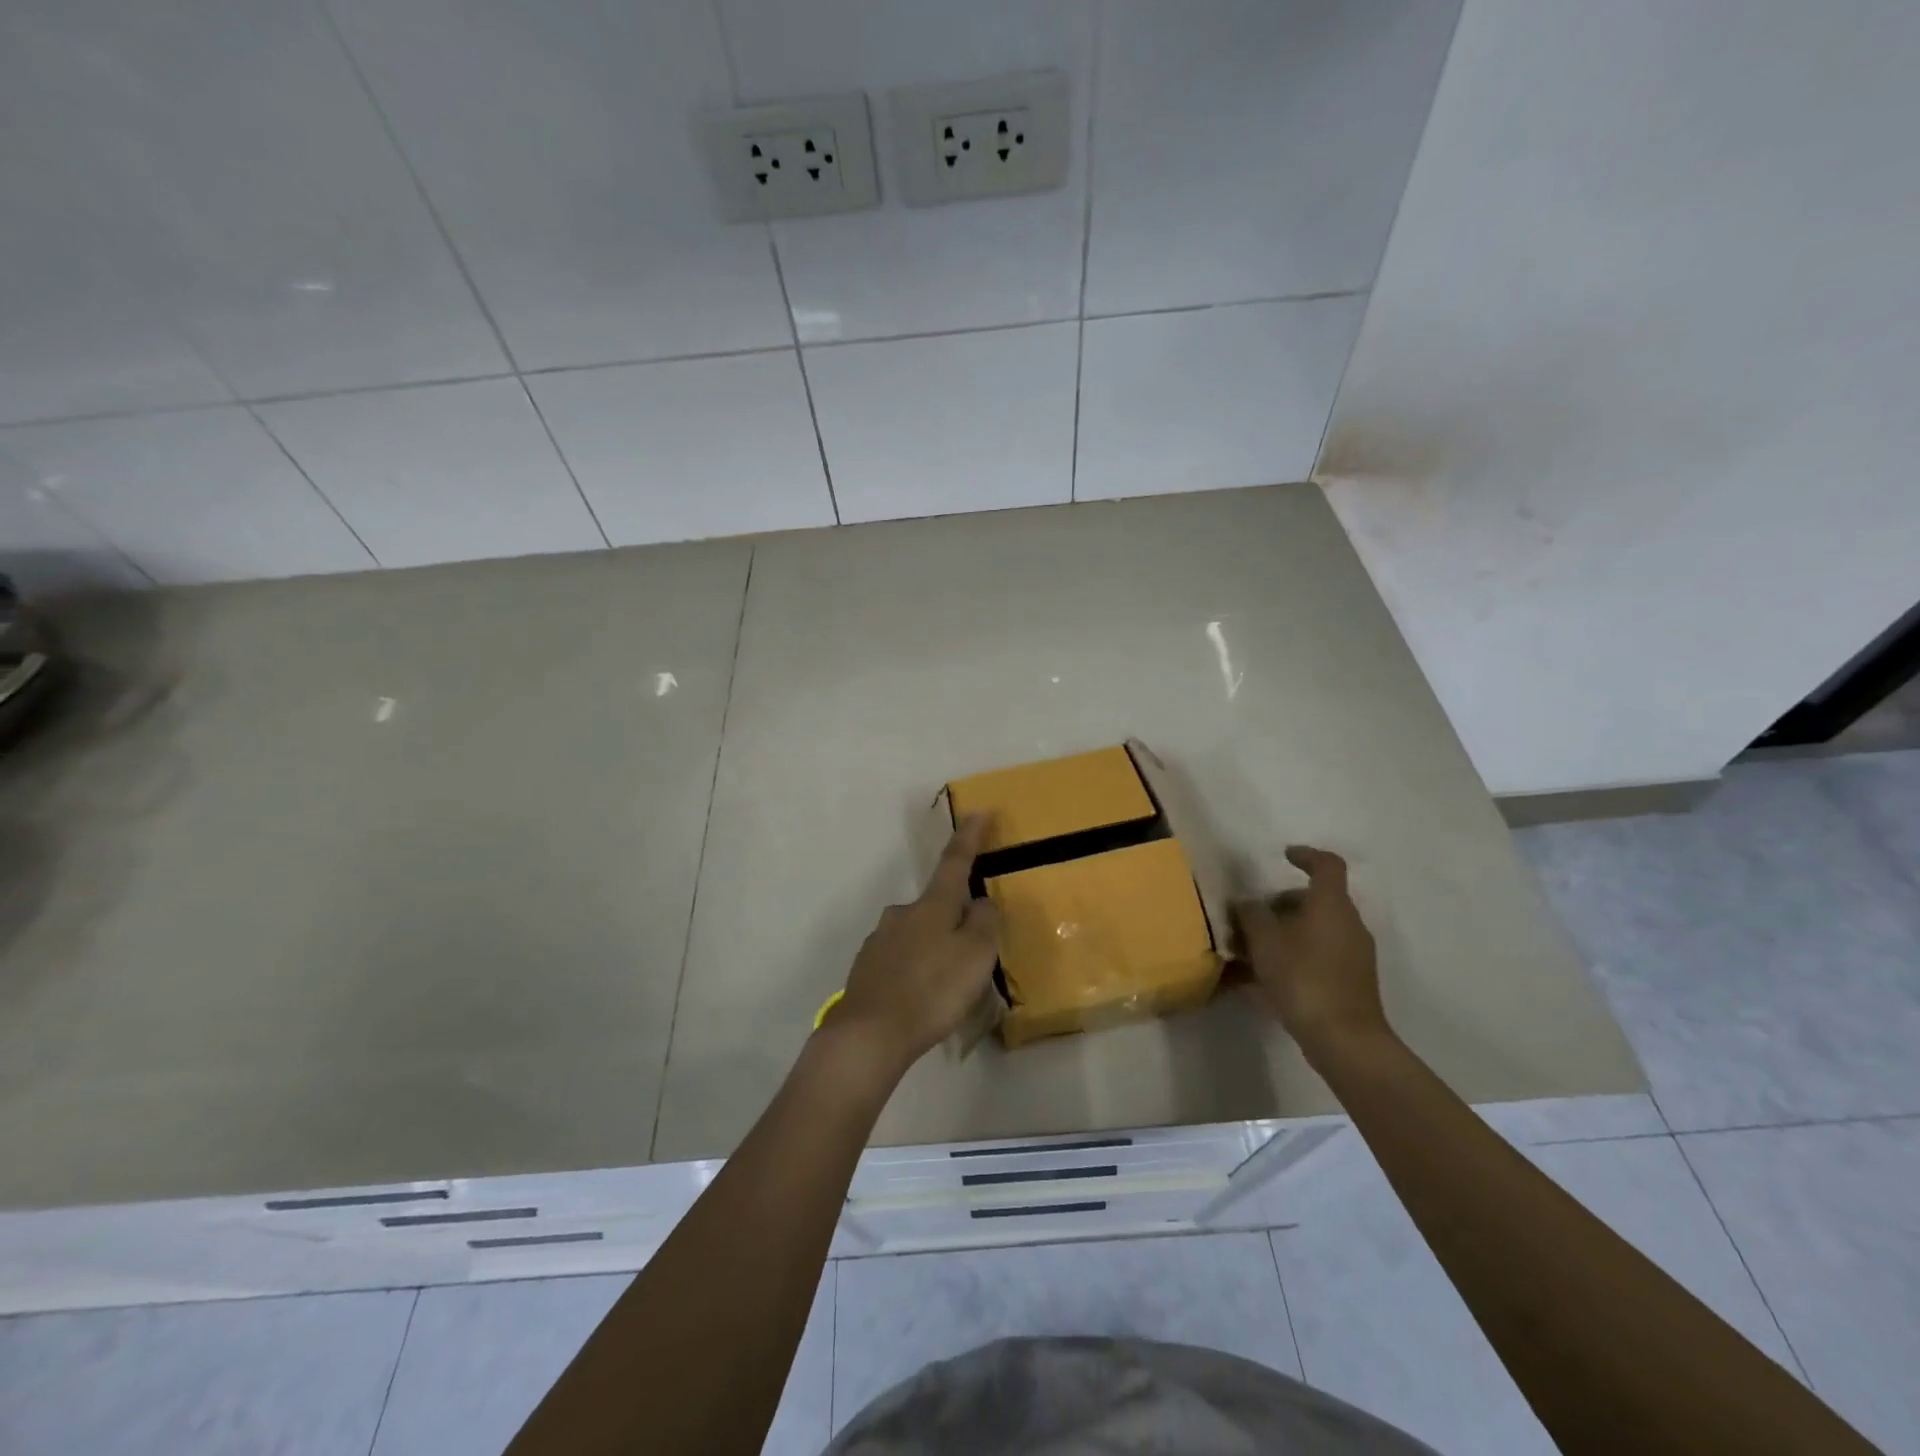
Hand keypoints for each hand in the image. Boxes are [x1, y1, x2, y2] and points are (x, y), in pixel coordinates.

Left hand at [832, 815, 1000, 1075]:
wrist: (869, 1034)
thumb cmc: (931, 990)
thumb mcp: (975, 956)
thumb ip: (983, 923)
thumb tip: (979, 902)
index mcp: (932, 905)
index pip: (955, 862)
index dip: (969, 838)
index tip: (978, 811)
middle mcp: (902, 914)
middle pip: (935, 906)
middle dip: (953, 920)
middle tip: (970, 954)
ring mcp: (879, 940)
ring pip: (917, 935)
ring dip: (933, 949)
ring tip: (946, 987)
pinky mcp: (866, 968)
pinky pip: (900, 961)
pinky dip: (914, 971)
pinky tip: (919, 999)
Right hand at [1233, 845, 1390, 1063]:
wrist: (1345, 1040)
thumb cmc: (1303, 978)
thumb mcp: (1265, 941)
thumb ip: (1252, 915)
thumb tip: (1247, 903)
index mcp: (1331, 905)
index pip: (1327, 865)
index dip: (1306, 856)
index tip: (1283, 856)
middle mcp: (1348, 924)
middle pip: (1315, 900)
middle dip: (1281, 905)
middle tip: (1250, 918)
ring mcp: (1353, 955)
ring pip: (1314, 930)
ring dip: (1283, 933)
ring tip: (1248, 952)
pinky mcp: (1351, 981)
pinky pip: (1317, 955)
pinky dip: (1292, 956)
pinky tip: (1263, 979)